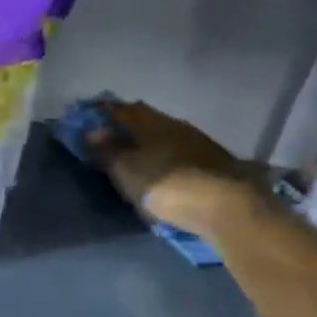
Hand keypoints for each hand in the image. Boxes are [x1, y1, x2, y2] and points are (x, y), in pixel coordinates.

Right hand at [90, 101, 257, 236]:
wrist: (227, 207)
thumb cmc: (166, 185)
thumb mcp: (127, 170)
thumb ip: (109, 149)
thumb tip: (93, 131)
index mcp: (152, 122)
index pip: (123, 109)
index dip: (105, 112)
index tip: (89, 118)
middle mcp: (176, 125)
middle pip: (147, 121)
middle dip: (128, 127)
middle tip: (110, 138)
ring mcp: (200, 143)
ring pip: (166, 136)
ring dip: (150, 143)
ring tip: (136, 157)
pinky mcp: (216, 164)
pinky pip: (181, 153)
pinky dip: (167, 158)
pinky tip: (164, 169)